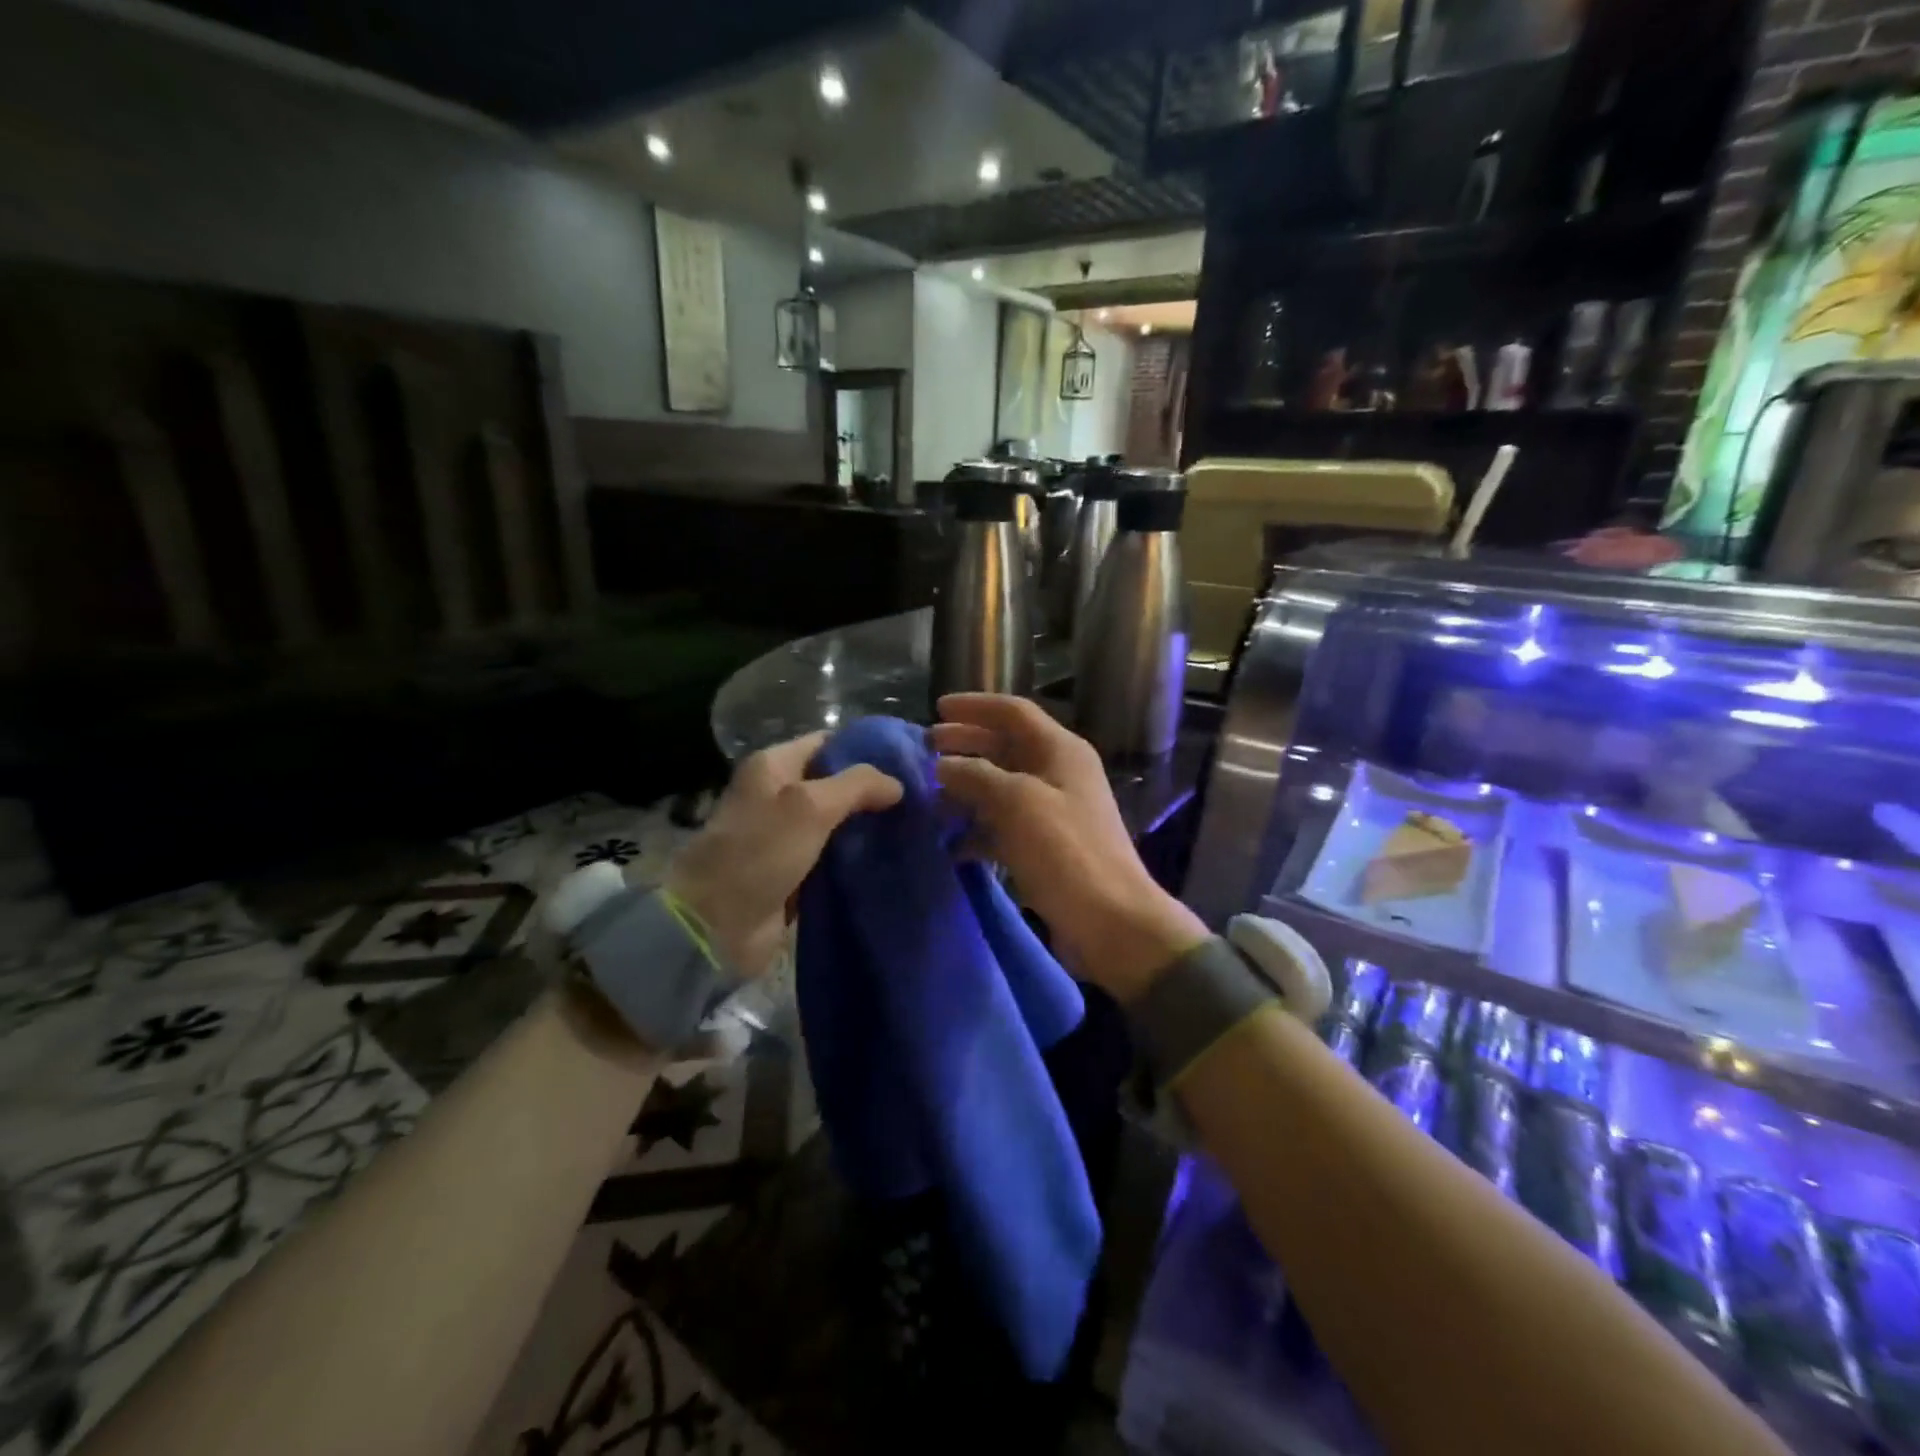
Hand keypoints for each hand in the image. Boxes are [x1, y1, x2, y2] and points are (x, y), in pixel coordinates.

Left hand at [667, 732, 902, 978]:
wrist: (715, 923)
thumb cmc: (759, 851)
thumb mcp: (809, 805)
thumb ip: (856, 785)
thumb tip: (897, 784)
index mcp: (774, 766)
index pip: (828, 743)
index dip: (866, 749)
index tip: (909, 762)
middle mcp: (779, 796)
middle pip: (836, 785)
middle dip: (873, 793)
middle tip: (918, 800)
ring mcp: (787, 837)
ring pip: (838, 824)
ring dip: (868, 829)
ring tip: (913, 829)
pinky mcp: (795, 874)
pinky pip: (834, 859)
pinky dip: (857, 860)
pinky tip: (891, 860)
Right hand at [931, 694, 1206, 999]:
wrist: (1111, 921)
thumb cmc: (1066, 852)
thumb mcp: (1017, 803)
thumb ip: (976, 775)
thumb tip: (943, 765)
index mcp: (1060, 751)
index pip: (1013, 712)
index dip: (974, 707)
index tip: (935, 708)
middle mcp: (1058, 774)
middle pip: (1005, 747)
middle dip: (965, 745)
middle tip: (924, 751)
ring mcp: (1052, 812)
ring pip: (1001, 788)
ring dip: (966, 790)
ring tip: (928, 799)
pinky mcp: (1045, 848)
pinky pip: (1004, 827)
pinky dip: (977, 831)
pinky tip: (950, 845)